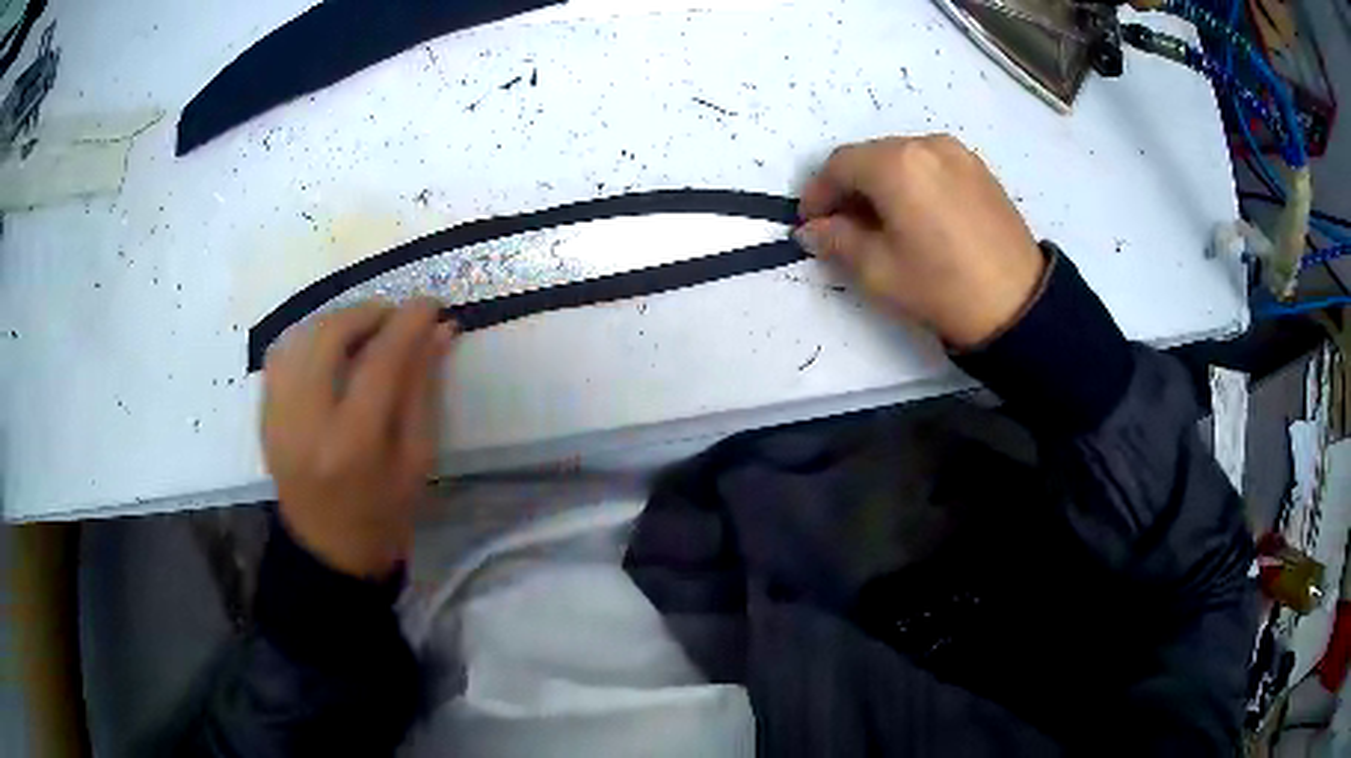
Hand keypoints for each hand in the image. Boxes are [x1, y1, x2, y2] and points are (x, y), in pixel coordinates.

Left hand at [262, 299, 454, 578]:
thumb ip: (423, 390)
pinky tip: (328, 350)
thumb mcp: (416, 460)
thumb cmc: (383, 516)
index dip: (408, 323)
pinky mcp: (263, 416)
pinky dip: (306, 339)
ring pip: (299, 337)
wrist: (327, 551)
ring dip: (335, 321)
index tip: (430, 304)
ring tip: (362, 331)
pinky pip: (280, 356)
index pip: (381, 361)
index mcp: (353, 444)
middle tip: (393, 318)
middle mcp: (307, 422)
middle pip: (330, 336)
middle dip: (367, 312)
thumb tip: (439, 330)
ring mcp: (277, 417)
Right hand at [796, 135, 1045, 348]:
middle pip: (871, 157)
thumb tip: (812, 229)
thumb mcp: (877, 270)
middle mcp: (925, 145)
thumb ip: (836, 240)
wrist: (1018, 304)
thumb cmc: (941, 286)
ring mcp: (957, 153)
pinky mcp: (979, 169)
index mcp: (896, 164)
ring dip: (881, 184)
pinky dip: (913, 183)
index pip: (839, 165)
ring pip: (902, 159)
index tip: (811, 223)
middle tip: (842, 226)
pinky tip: (916, 216)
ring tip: (881, 223)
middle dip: (850, 188)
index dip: (818, 193)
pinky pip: (932, 166)